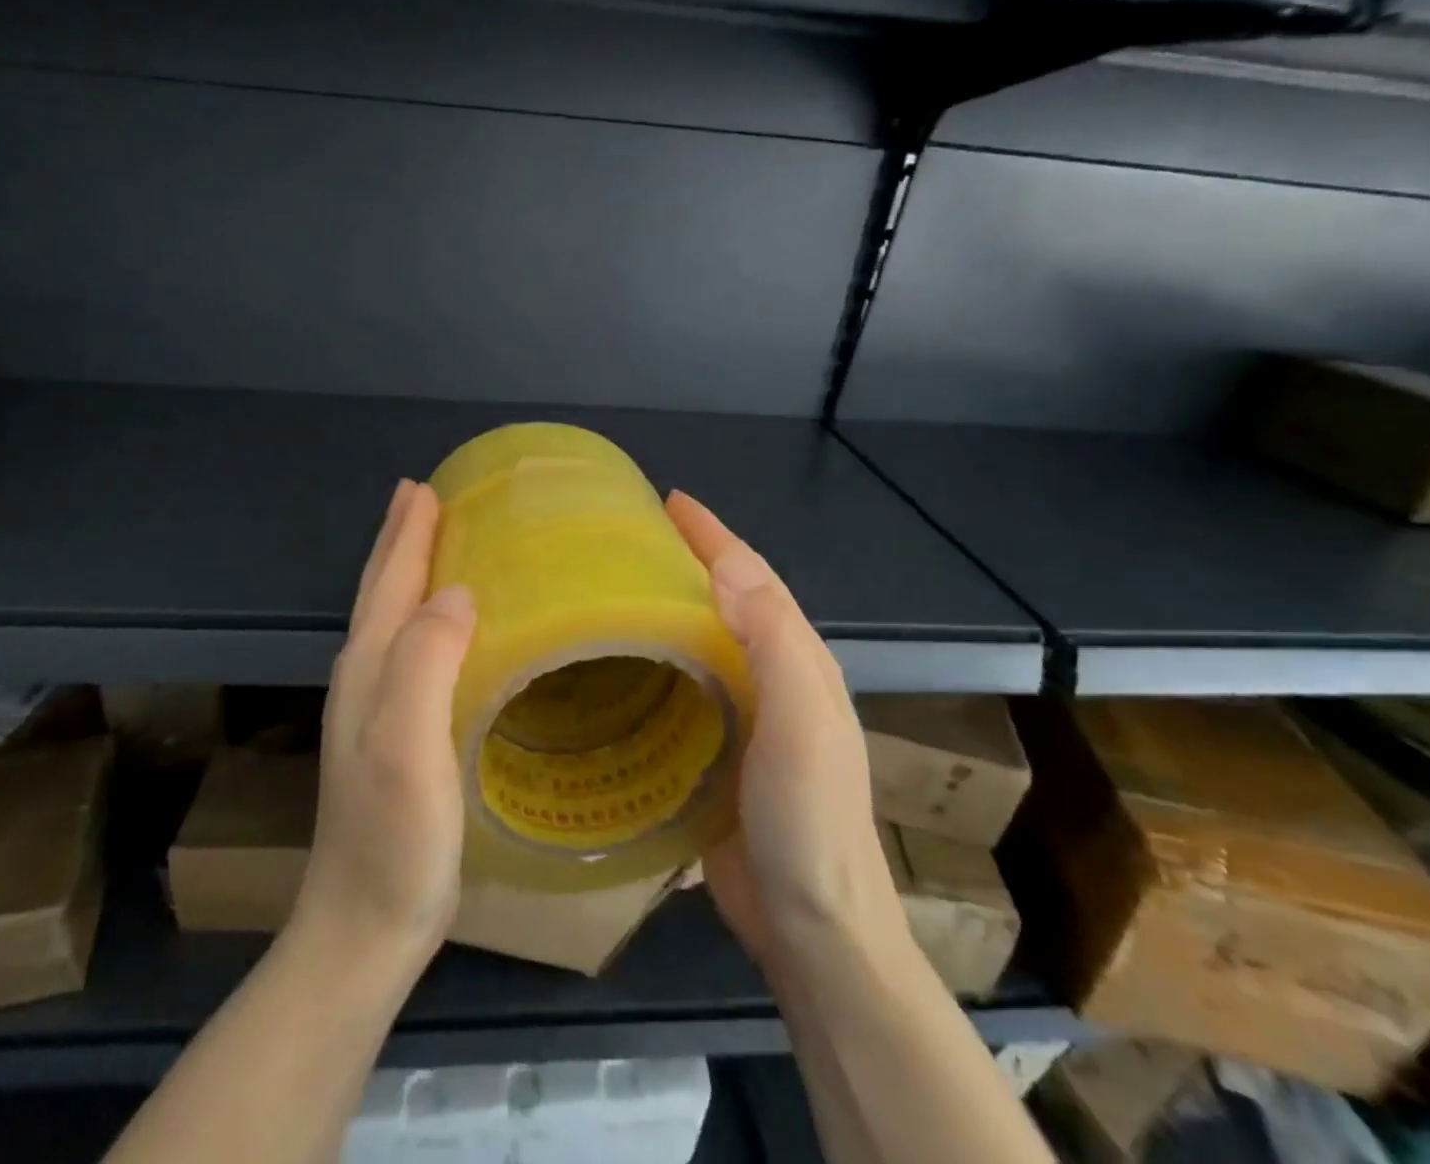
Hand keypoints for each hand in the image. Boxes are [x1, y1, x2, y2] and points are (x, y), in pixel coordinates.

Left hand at [292, 479, 476, 973]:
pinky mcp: (393, 734)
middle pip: (381, 590)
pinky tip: (444, 625)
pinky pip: (410, 648)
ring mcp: (374, 708)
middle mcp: (364, 676)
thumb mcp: (407, 744)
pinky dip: (423, 616)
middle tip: (425, 495)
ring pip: (392, 616)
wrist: (363, 928)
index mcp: (369, 666)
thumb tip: (457, 592)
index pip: (388, 580)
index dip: (408, 532)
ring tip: (433, 541)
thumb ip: (425, 661)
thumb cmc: (394, 838)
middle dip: (402, 539)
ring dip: (409, 572)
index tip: (426, 486)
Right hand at [665, 492, 906, 968]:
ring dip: (669, 606)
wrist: (813, 929)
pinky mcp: (717, 752)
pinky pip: (684, 686)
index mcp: (797, 660)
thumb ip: (773, 642)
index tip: (668, 501)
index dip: (713, 535)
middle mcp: (774, 679)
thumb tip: (726, 566)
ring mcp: (746, 718)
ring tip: (617, 588)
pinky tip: (623, 665)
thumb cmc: (808, 819)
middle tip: (629, 538)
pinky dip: (658, 660)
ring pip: (703, 641)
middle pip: (726, 601)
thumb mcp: (801, 721)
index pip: (752, 577)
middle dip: (686, 560)